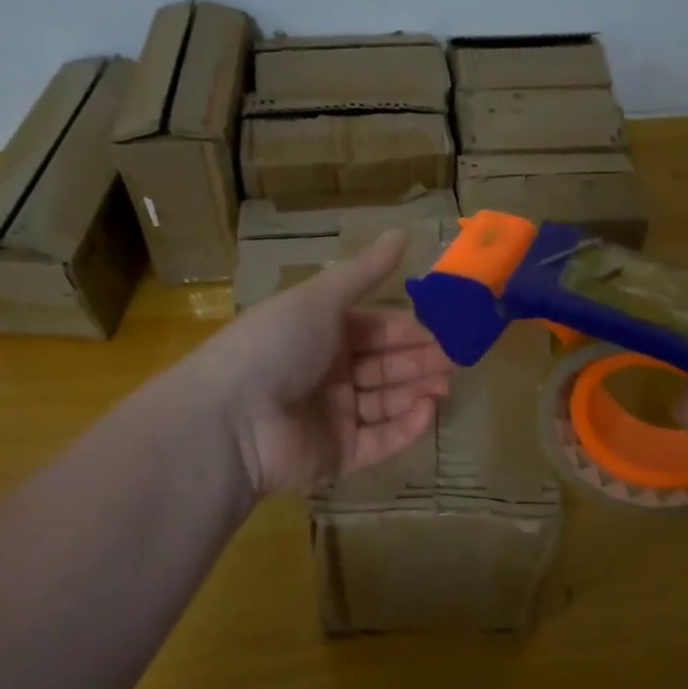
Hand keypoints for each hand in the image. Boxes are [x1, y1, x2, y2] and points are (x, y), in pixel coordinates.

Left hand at [191, 230, 453, 497]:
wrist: (232, 419)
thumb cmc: (276, 346)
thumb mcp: (320, 298)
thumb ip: (364, 272)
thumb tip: (402, 232)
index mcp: (319, 334)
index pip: (375, 330)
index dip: (408, 331)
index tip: (445, 332)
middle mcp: (327, 373)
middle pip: (384, 367)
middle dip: (420, 362)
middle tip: (455, 361)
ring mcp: (332, 417)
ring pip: (386, 404)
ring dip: (417, 393)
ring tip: (446, 386)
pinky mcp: (337, 456)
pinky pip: (379, 441)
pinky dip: (406, 428)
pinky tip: (428, 411)